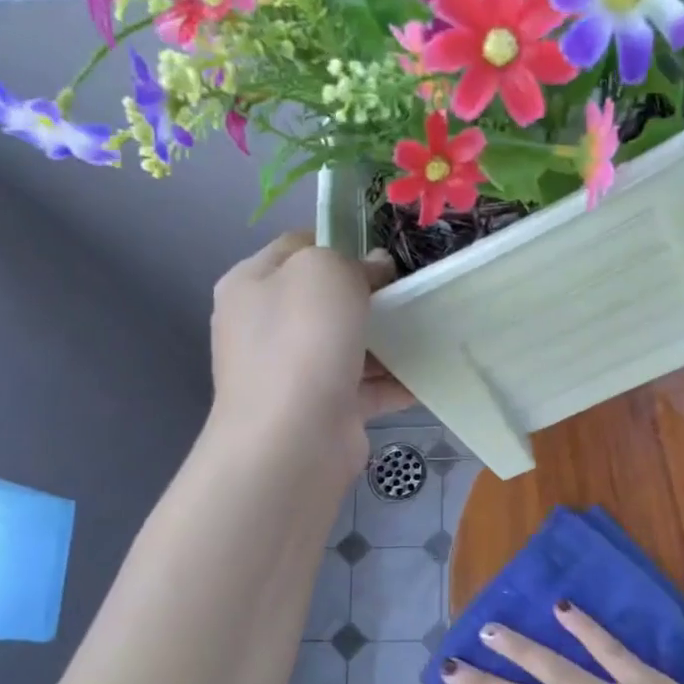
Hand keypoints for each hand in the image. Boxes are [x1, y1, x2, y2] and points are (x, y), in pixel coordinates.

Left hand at [210, 231, 411, 471]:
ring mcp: (293, 373)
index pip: (299, 247)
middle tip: (412, 291)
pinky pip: (366, 388)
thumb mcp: (324, 272)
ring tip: (431, 329)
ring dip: (388, 340)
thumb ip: (352, 260)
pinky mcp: (324, 410)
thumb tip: (375, 268)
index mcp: (252, 285)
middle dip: (371, 295)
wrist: (293, 440)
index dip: (342, 243)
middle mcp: (266, 328)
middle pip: (327, 300)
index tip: (384, 254)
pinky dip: (395, 382)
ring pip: (349, 345)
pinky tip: (428, 374)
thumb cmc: (302, 342)